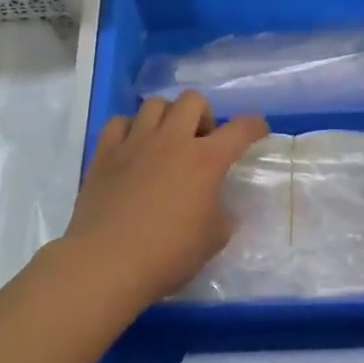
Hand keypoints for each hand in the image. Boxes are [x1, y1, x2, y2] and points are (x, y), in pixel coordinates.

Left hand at [57, 91, 269, 308]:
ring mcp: (135, 142)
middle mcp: (172, 140)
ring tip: (166, 140)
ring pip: (155, 104)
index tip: (258, 130)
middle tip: (202, 141)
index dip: (254, 126)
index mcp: (206, 160)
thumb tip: (217, 207)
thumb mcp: (213, 240)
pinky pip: (119, 122)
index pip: (240, 129)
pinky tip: (132, 148)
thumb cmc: (169, 254)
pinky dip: (130, 128)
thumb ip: (222, 216)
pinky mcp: (105, 152)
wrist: (108, 262)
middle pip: (193, 100)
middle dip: (204, 114)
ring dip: (167, 116)